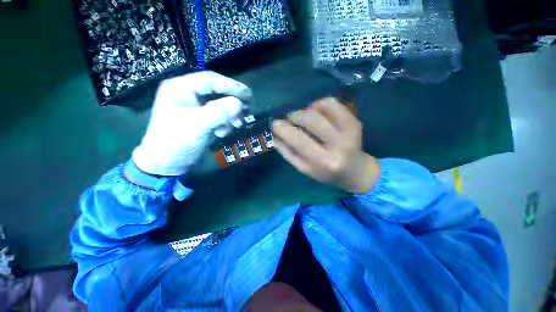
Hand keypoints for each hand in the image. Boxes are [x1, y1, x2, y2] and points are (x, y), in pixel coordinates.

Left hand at [133, 71, 251, 175]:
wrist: (168, 162)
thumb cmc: (175, 141)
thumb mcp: (196, 125)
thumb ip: (218, 112)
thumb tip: (240, 103)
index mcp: (181, 88)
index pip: (210, 80)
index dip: (231, 86)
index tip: (248, 95)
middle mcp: (189, 94)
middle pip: (218, 92)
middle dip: (233, 102)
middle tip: (248, 110)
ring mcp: (197, 107)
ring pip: (221, 104)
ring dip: (231, 114)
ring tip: (237, 124)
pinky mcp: (203, 118)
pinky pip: (220, 116)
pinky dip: (226, 123)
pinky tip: (222, 132)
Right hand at [272, 98, 378, 193]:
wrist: (355, 171)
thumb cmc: (326, 173)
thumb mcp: (304, 168)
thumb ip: (287, 152)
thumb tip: (273, 135)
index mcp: (324, 161)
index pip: (298, 139)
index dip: (282, 128)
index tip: (274, 124)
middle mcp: (339, 144)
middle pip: (309, 118)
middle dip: (294, 116)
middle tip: (290, 121)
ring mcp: (349, 130)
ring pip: (320, 107)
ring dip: (305, 110)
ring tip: (303, 119)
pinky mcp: (354, 120)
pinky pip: (332, 103)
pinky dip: (319, 104)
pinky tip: (316, 113)